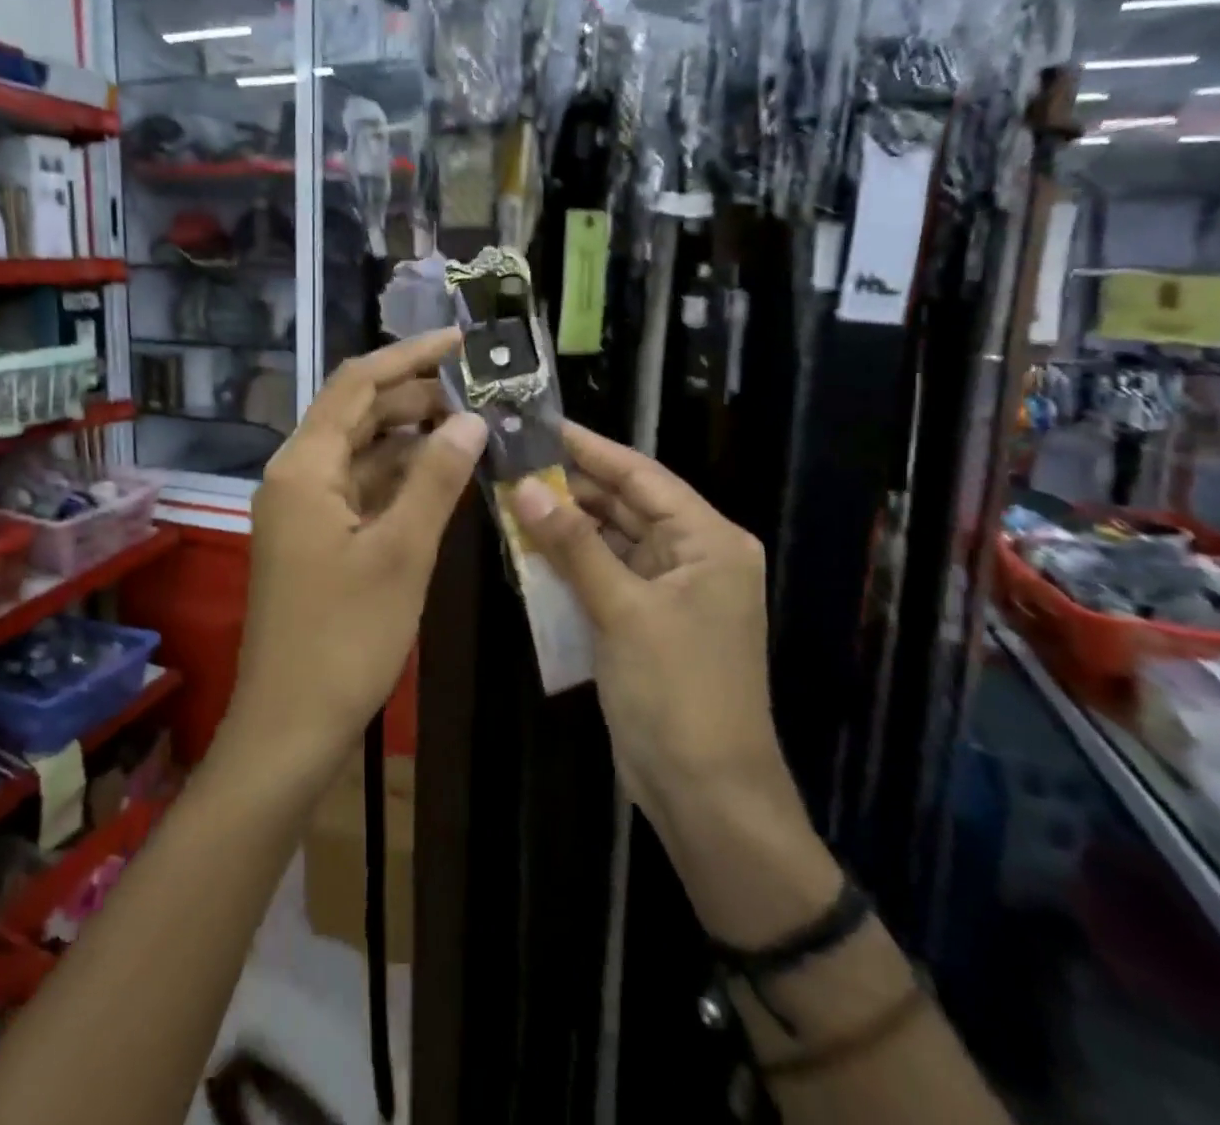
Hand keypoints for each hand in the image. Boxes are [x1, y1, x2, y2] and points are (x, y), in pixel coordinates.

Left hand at [226, 329, 487, 778]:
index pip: (357, 385)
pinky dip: (399, 477)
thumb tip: (471, 420)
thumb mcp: (401, 553)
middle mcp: (296, 475)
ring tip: (471, 425)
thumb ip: (435, 480)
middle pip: (357, 414)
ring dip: (410, 437)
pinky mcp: (316, 537)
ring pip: (361, 452)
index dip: (409, 357)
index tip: (462, 341)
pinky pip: (360, 488)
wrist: (290, 724)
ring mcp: (304, 508)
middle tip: (480, 391)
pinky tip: (442, 474)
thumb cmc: (345, 638)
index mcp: (304, 466)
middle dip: (415, 397)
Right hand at [510, 425, 787, 820]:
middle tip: (512, 461)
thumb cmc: (677, 691)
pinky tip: (528, 547)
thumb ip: (573, 544)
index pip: (643, 476)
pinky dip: (569, 564)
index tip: (542, 424)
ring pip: (610, 541)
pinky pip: (603, 576)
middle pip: (626, 505)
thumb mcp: (623, 609)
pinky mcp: (645, 622)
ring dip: (565, 524)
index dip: (591, 449)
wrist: (705, 794)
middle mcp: (693, 557)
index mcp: (709, 541)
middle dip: (571, 486)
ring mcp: (669, 592)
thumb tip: (525, 486)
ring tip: (510, 495)